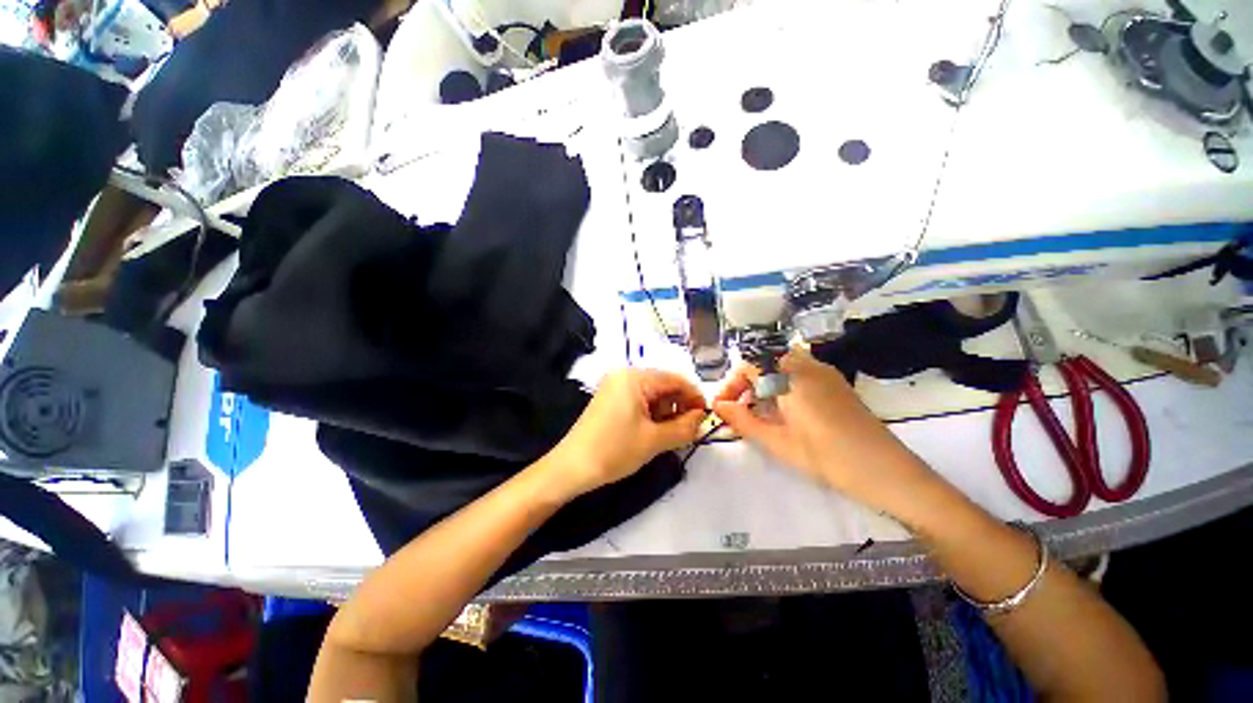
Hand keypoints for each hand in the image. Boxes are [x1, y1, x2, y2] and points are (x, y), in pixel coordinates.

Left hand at [547, 369, 706, 496]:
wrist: (571, 468)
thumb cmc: (614, 450)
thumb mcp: (655, 440)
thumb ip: (684, 427)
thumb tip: (702, 418)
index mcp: (635, 377)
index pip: (675, 379)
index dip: (694, 397)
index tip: (706, 418)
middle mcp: (624, 375)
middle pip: (664, 384)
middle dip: (679, 406)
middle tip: (689, 430)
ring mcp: (615, 386)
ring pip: (652, 393)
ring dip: (666, 411)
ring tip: (671, 434)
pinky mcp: (610, 398)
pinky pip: (639, 399)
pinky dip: (651, 413)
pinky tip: (654, 431)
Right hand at [712, 348, 934, 514]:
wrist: (887, 472)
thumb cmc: (827, 458)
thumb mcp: (777, 442)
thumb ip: (743, 420)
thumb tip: (717, 405)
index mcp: (790, 376)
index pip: (749, 365)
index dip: (731, 384)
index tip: (722, 407)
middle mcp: (807, 365)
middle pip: (764, 362)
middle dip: (746, 383)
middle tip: (738, 410)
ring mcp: (824, 371)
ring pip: (781, 366)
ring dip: (763, 383)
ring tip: (758, 412)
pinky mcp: (835, 382)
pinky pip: (798, 372)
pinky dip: (782, 385)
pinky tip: (784, 411)